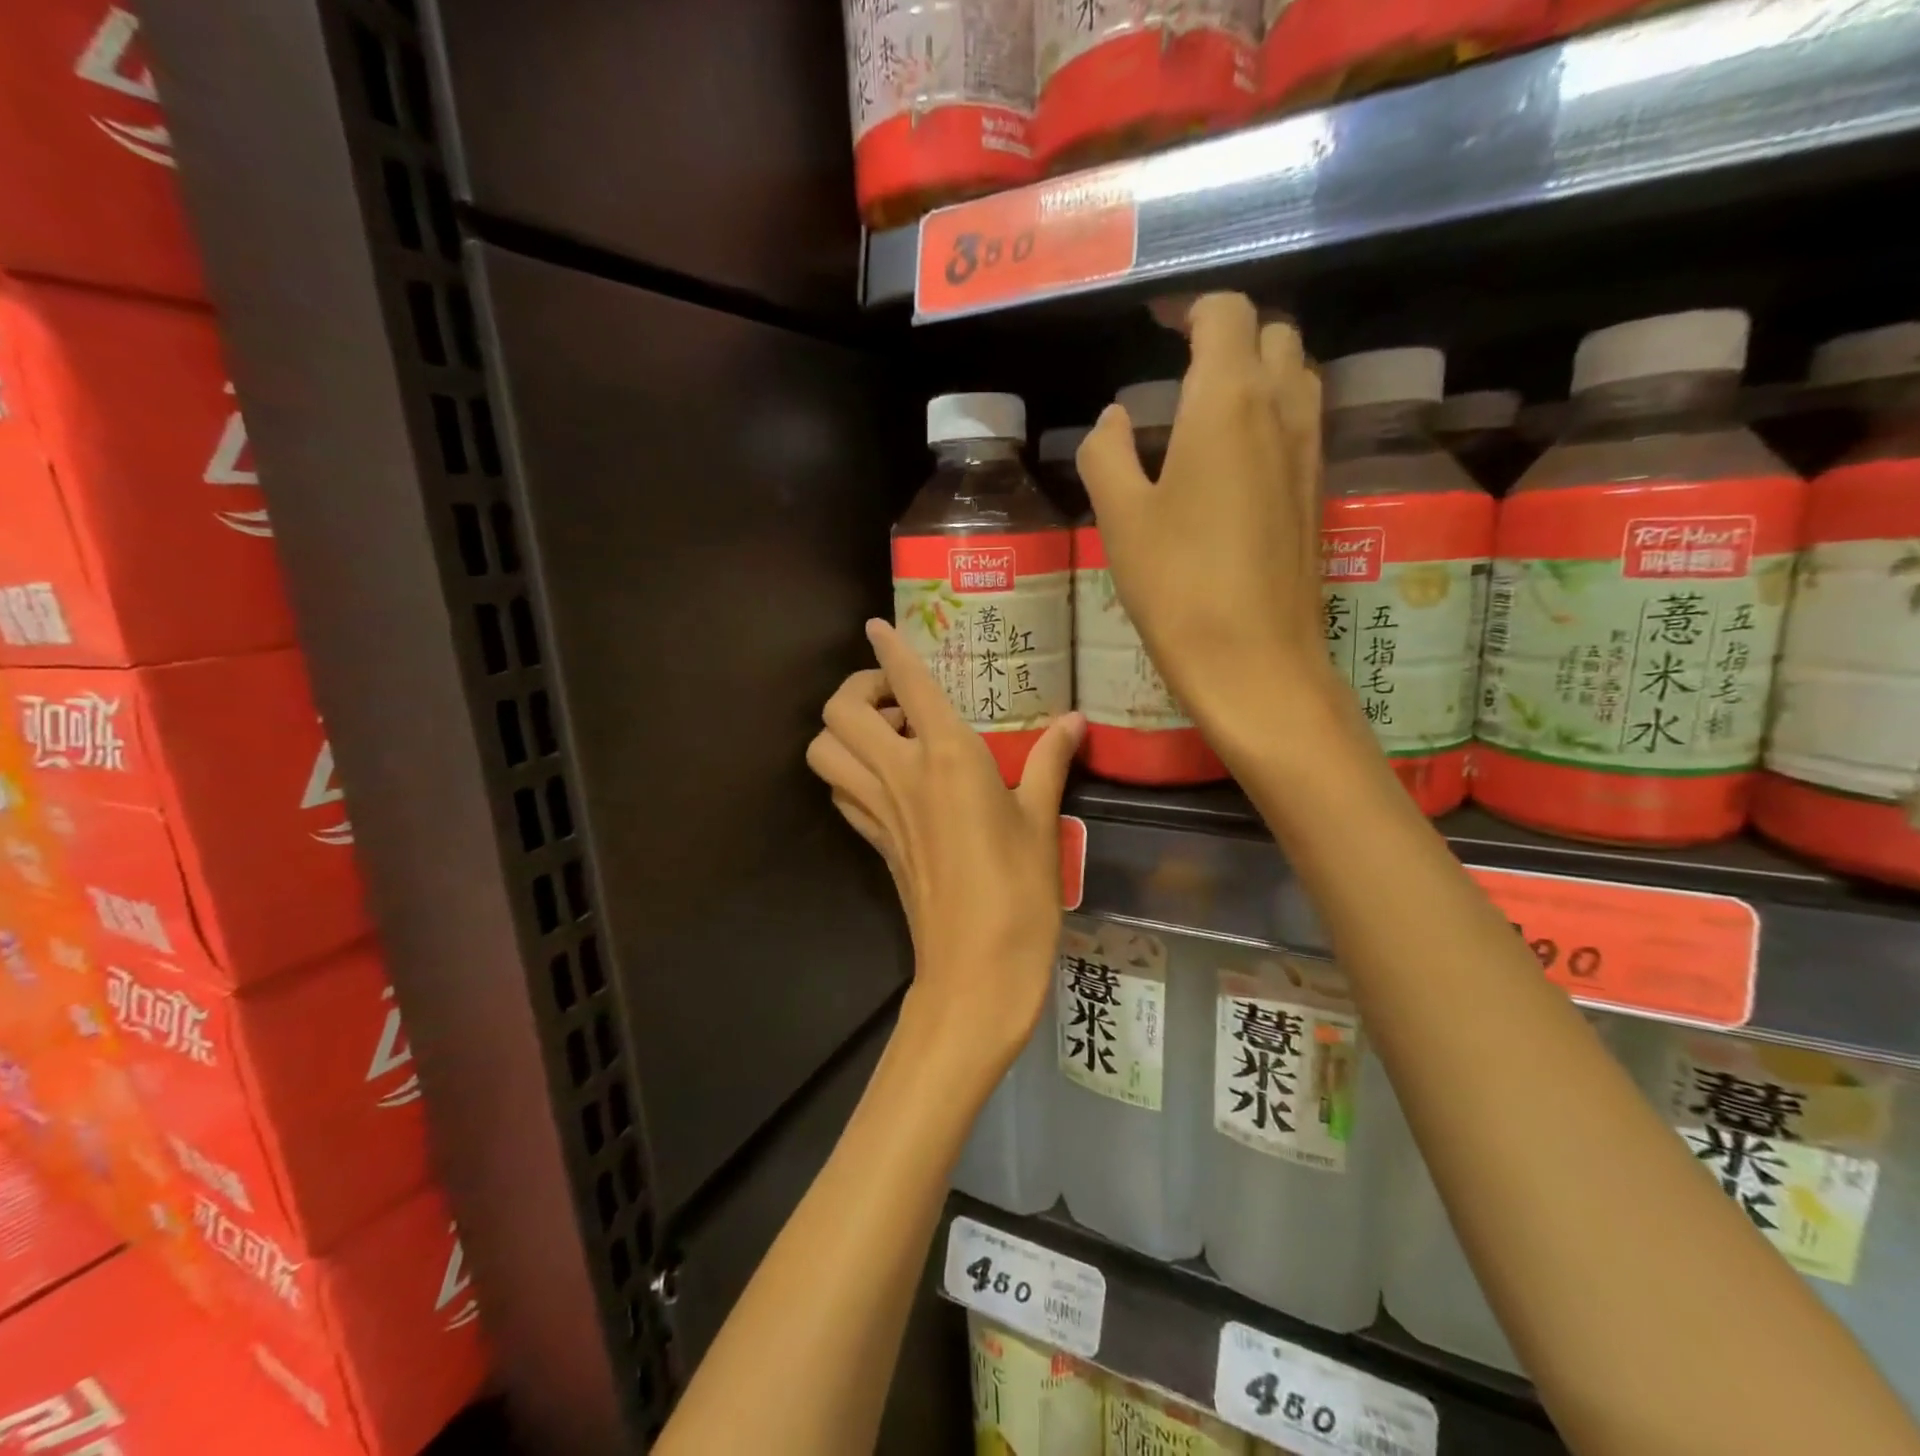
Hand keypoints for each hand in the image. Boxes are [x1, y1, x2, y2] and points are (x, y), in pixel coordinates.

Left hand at [807, 620, 1083, 1061]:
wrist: (976, 971)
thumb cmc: (1020, 893)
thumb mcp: (1042, 821)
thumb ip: (1049, 762)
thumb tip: (1073, 721)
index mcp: (947, 758)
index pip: (907, 683)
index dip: (888, 648)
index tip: (877, 625)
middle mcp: (900, 775)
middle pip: (840, 712)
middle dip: (858, 688)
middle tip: (897, 698)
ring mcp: (878, 811)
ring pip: (824, 752)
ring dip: (845, 731)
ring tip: (889, 735)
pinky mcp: (874, 843)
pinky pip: (840, 793)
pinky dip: (849, 772)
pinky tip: (888, 781)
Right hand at [1077, 293, 1342, 759]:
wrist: (1254, 660)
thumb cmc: (1177, 585)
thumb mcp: (1121, 517)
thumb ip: (1106, 453)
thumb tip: (1113, 418)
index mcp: (1229, 399)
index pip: (1225, 314)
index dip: (1189, 308)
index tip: (1157, 324)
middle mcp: (1282, 408)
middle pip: (1273, 333)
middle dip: (1230, 333)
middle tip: (1181, 363)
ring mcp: (1309, 450)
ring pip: (1296, 375)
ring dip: (1258, 370)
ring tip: (1207, 405)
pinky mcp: (1316, 491)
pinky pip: (1301, 421)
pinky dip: (1271, 412)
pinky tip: (1234, 456)